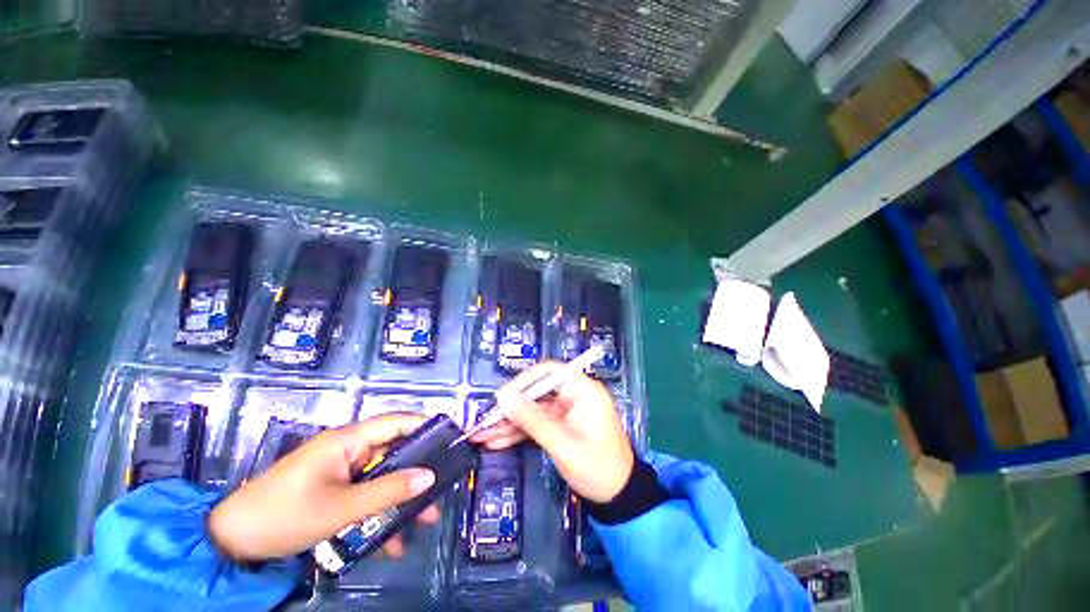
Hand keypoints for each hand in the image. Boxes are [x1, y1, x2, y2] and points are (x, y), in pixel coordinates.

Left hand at [208, 414, 438, 561]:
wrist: (231, 542)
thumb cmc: (284, 516)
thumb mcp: (340, 508)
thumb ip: (388, 491)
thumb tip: (430, 476)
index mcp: (349, 439)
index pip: (398, 422)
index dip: (426, 426)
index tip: (452, 437)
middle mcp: (349, 448)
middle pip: (394, 452)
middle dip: (417, 472)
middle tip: (441, 491)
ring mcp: (341, 469)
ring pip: (383, 476)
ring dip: (401, 498)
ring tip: (423, 522)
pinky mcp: (334, 487)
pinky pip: (366, 494)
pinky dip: (380, 511)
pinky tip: (389, 541)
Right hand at [471, 362, 633, 502]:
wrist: (619, 498)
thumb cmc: (597, 467)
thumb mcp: (561, 444)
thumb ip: (532, 420)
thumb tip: (503, 398)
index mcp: (583, 390)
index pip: (549, 372)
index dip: (524, 381)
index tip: (502, 397)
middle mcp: (574, 396)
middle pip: (537, 393)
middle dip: (511, 408)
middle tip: (485, 420)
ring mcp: (567, 412)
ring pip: (533, 410)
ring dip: (510, 423)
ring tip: (483, 435)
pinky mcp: (561, 427)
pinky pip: (537, 424)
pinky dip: (519, 433)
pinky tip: (497, 441)